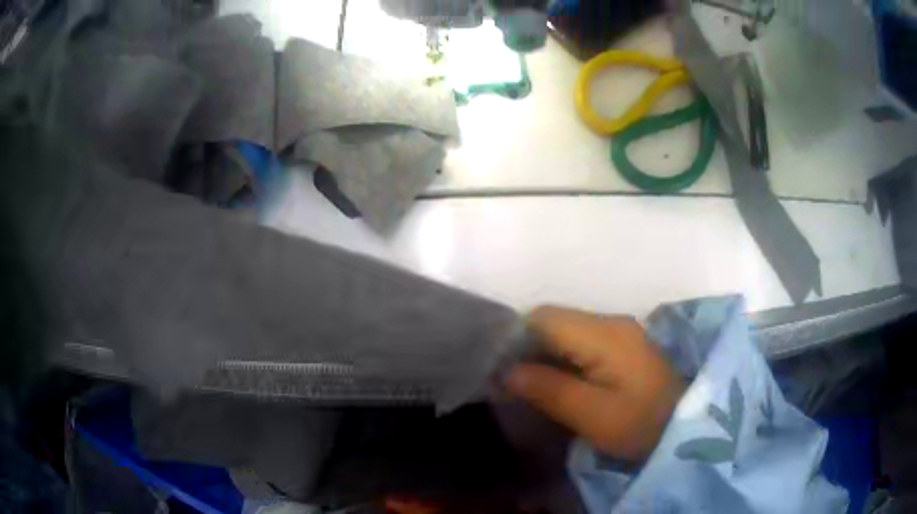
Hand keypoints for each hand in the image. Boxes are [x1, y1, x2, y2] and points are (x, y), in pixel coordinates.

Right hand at [505, 306, 685, 462]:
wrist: (683, 427)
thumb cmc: (639, 424)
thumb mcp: (592, 415)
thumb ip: (548, 389)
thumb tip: (506, 371)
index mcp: (604, 334)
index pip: (544, 317)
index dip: (515, 338)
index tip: (499, 369)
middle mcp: (611, 322)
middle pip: (554, 320)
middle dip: (527, 346)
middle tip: (511, 382)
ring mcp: (619, 332)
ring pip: (566, 330)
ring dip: (544, 353)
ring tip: (529, 384)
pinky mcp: (622, 345)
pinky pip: (581, 341)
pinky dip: (562, 357)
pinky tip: (557, 381)